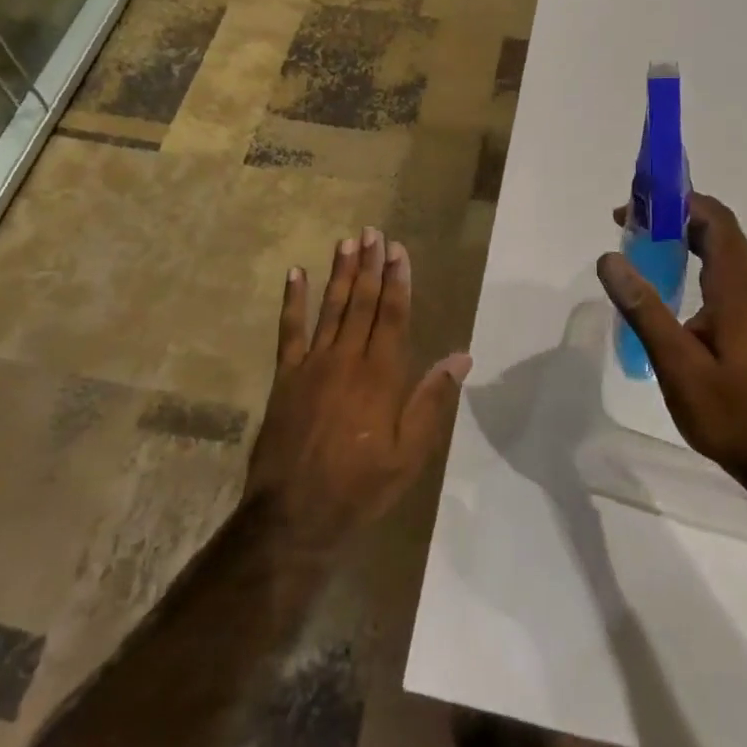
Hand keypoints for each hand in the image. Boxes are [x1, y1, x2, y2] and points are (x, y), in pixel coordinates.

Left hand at [244, 228, 469, 552]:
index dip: (397, 281)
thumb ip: (432, 401)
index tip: (399, 251)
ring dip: (339, 273)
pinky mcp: (286, 376)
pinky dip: (293, 301)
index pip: (392, 316)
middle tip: (373, 232)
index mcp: (381, 376)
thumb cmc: (361, 487)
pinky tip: (296, 274)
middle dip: (369, 265)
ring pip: (330, 308)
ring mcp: (312, 365)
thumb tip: (460, 357)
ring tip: (346, 241)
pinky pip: (289, 330)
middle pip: (361, 303)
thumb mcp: (409, 454)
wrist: (295, 514)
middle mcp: (347, 360)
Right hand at [598, 194, 746, 490]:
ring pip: (719, 249)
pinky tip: (664, 279)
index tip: (636, 203)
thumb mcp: (678, 364)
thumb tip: (609, 258)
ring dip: (682, 234)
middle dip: (674, 213)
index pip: (714, 220)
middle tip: (628, 220)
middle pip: (717, 228)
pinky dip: (690, 257)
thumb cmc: (730, 412)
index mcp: (736, 288)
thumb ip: (644, 310)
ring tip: (639, 240)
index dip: (678, 201)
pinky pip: (719, 270)